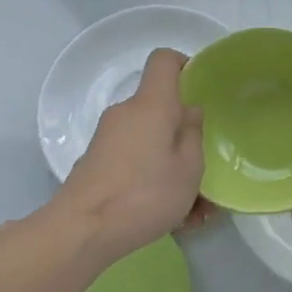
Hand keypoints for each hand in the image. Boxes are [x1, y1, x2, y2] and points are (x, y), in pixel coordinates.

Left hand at [49, 48, 209, 261]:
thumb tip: (189, 111)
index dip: (185, 65)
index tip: (203, 87)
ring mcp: (109, 139)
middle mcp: (126, 113)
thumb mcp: (189, 168)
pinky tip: (174, 217)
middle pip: (161, 109)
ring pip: (152, 142)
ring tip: (196, 208)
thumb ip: (193, 135)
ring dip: (175, 166)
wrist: (83, 230)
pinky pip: (137, 161)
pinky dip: (156, 180)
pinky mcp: (99, 163)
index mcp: (151, 105)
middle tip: (209, 169)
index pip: (164, 61)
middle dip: (187, 135)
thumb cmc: (145, 194)